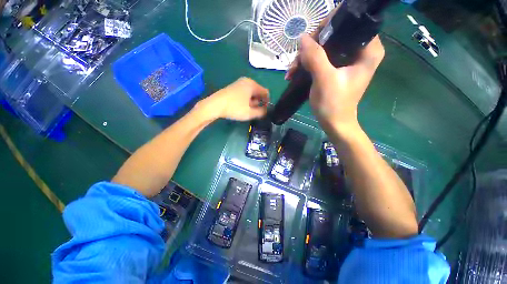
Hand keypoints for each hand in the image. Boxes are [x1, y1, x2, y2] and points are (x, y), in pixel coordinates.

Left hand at [198, 77, 268, 120]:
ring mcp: (239, 83)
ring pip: (251, 93)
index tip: (265, 111)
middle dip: (259, 102)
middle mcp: (247, 81)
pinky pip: (245, 93)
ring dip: (253, 102)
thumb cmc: (234, 108)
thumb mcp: (250, 113)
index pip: (265, 92)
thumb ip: (261, 112)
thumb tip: (266, 111)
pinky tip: (243, 107)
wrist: (215, 105)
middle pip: (258, 92)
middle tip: (256, 111)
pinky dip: (247, 99)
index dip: (267, 102)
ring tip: (249, 110)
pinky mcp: (233, 87)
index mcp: (252, 85)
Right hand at [286, 34, 384, 132]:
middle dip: (312, 45)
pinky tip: (295, 72)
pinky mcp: (337, 68)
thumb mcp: (324, 80)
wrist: (334, 123)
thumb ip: (315, 57)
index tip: (310, 40)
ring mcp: (348, 60)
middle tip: (297, 60)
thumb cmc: (333, 104)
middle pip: (335, 35)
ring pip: (325, 47)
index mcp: (368, 50)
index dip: (328, 27)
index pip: (350, 23)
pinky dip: (308, 64)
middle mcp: (360, 50)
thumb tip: (302, 37)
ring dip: (306, 57)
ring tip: (291, 71)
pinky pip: (321, 58)